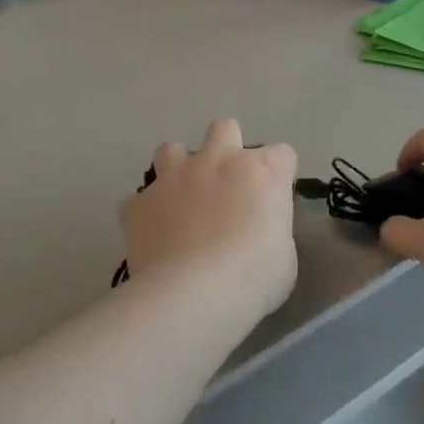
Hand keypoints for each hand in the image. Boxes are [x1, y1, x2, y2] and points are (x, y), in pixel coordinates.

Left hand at [123, 119, 298, 316]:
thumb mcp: (284, 256)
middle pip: (225, 128)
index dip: (278, 175)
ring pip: (171, 149)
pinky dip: (148, 212)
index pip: (282, 154)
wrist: (193, 295)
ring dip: (178, 169)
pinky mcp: (139, 202)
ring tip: (181, 200)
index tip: (273, 200)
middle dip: (226, 148)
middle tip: (226, 185)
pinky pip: (141, 199)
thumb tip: (259, 229)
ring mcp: (174, 177)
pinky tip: (154, 234)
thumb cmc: (253, 279)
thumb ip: (272, 228)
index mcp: (262, 172)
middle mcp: (217, 161)